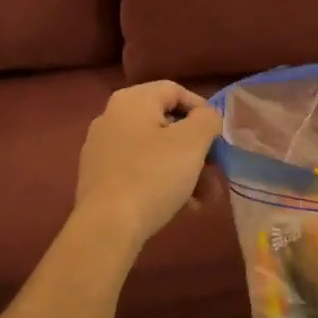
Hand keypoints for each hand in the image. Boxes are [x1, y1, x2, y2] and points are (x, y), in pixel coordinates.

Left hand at [74, 81, 223, 246]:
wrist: (107, 226)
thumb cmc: (153, 176)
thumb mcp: (192, 142)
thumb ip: (207, 119)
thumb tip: (207, 116)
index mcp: (131, 101)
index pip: (175, 90)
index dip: (202, 109)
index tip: (219, 136)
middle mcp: (111, 117)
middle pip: (166, 124)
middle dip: (197, 150)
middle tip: (216, 172)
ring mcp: (101, 149)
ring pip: (155, 151)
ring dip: (185, 170)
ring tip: (203, 198)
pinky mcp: (99, 177)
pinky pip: (139, 170)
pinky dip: (162, 181)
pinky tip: (181, 206)